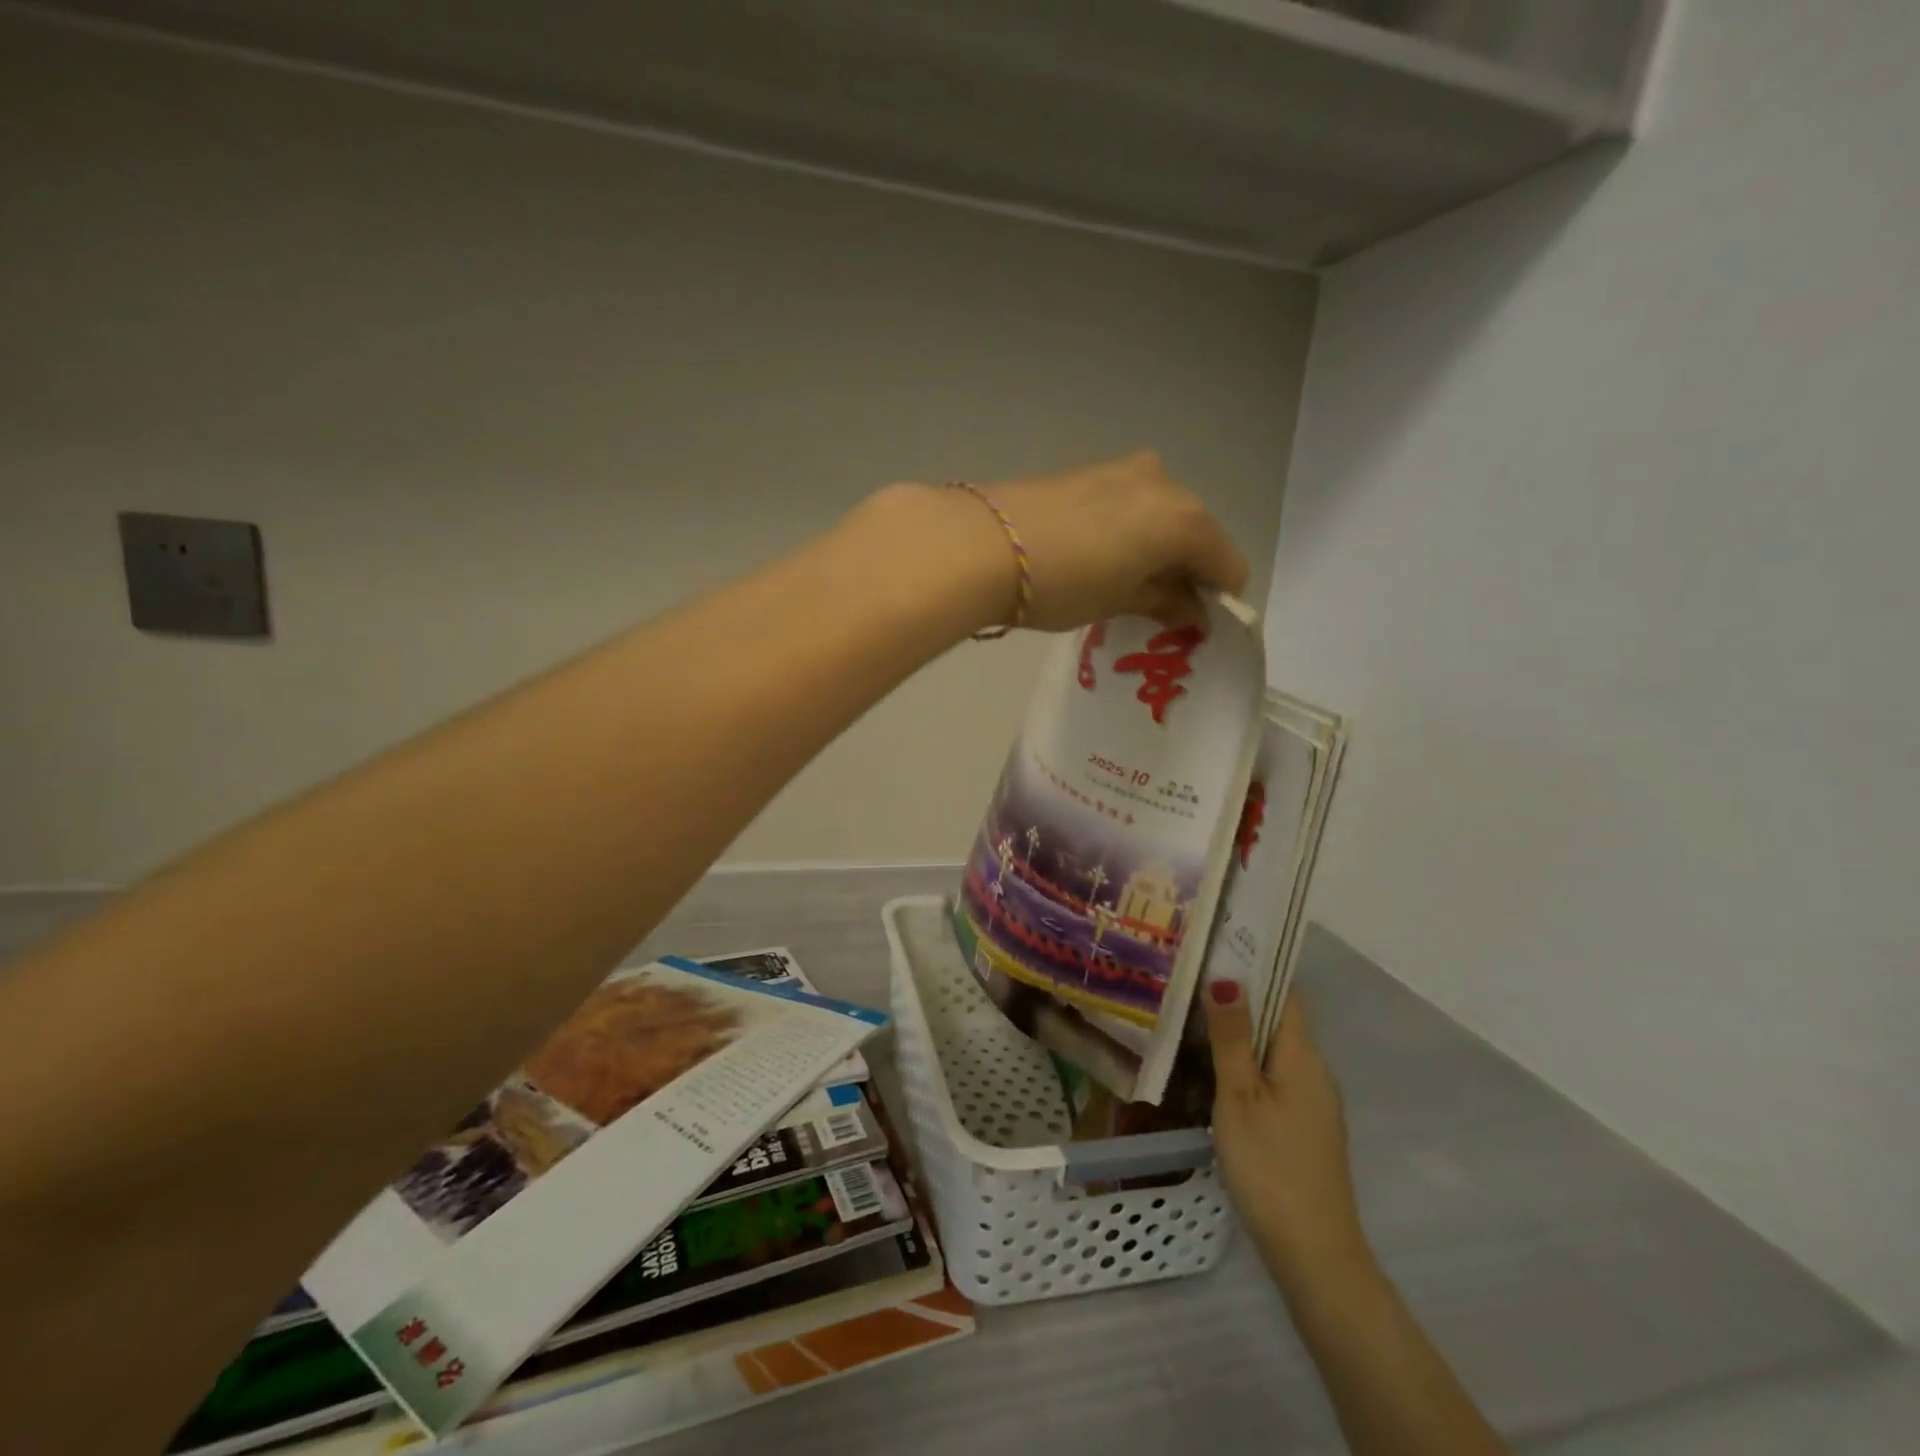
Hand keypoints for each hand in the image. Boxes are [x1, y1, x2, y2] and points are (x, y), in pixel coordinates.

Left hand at [859, 452, 1248, 635]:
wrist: (981, 544)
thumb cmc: (1061, 584)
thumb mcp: (1118, 602)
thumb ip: (1165, 602)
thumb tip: (1192, 610)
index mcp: (1185, 520)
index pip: (1228, 566)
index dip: (1216, 601)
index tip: (1191, 627)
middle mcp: (1166, 483)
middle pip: (1197, 535)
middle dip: (1184, 572)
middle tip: (1154, 609)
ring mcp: (1125, 469)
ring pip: (1162, 516)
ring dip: (1155, 550)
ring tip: (1118, 584)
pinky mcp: (1090, 469)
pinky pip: (1130, 504)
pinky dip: (1129, 531)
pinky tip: (1095, 556)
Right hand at [1204, 981, 1369, 1290]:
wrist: (1314, 1255)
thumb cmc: (1271, 1166)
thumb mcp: (1240, 1096)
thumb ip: (1232, 1037)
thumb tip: (1226, 976)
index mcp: (1303, 1055)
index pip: (1284, 991)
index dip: (1253, 966)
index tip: (1212, 949)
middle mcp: (1314, 1071)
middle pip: (1278, 1019)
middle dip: (1237, 999)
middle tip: (1186, 983)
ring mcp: (1313, 1103)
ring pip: (1273, 1051)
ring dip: (1238, 1034)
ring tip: (1189, 1021)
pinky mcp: (1304, 1128)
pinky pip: (1273, 1078)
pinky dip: (1245, 1066)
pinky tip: (1211, 1075)